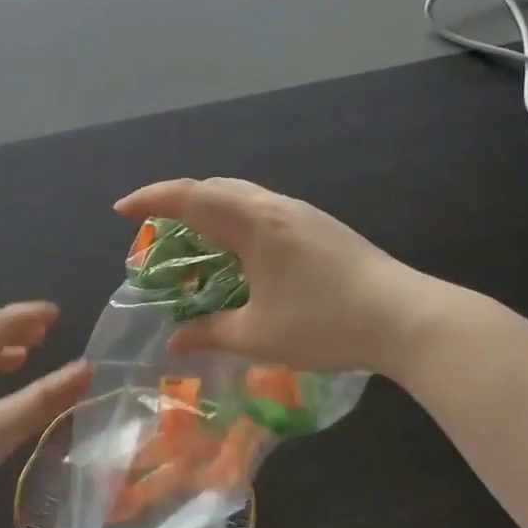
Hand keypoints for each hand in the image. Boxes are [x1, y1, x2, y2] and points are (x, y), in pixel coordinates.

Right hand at [114, 179, 451, 375]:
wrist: (407, 316)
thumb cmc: (326, 323)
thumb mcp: (260, 335)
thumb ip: (211, 333)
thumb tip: (175, 340)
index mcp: (254, 223)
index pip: (190, 197)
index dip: (151, 200)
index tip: (121, 211)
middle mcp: (274, 207)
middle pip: (214, 188)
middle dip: (176, 202)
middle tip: (152, 229)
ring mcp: (301, 213)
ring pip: (241, 195)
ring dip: (208, 209)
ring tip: (190, 240)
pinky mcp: (319, 226)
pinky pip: (261, 209)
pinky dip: (233, 219)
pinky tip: (237, 251)